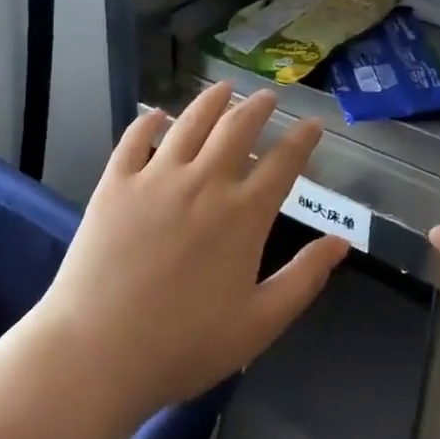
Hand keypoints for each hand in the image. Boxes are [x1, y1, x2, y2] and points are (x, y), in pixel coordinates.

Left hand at [32, 82, 349, 417]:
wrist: (98, 351)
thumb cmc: (184, 345)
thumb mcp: (259, 323)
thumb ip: (303, 278)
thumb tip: (341, 243)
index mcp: (242, 215)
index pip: (282, 163)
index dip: (302, 139)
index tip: (313, 124)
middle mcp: (203, 183)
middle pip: (237, 128)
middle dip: (258, 107)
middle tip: (268, 96)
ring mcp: (155, 178)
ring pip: (189, 122)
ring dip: (211, 101)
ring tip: (223, 88)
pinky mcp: (115, 184)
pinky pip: (134, 139)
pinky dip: (148, 121)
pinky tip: (155, 114)